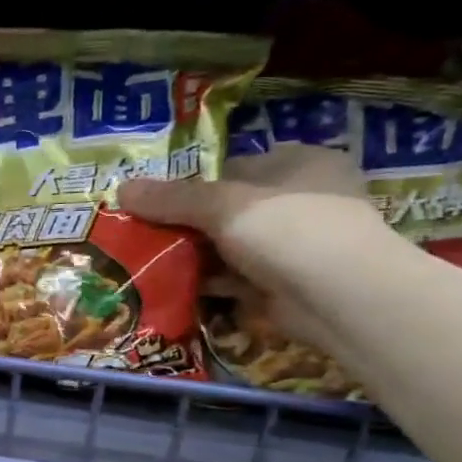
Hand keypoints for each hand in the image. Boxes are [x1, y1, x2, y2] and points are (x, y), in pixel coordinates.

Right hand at [118, 144, 391, 350]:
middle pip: (230, 208)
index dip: (194, 183)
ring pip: (231, 245)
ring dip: (195, 254)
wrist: (340, 298)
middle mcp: (303, 199)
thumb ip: (171, 199)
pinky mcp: (286, 283)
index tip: (157, 202)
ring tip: (149, 259)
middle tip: (146, 232)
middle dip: (189, 223)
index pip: (235, 167)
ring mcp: (297, 245)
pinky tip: (172, 284)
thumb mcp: (222, 205)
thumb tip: (120, 190)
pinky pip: (236, 277)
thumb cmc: (288, 228)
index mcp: (301, 163)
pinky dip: (209, 281)